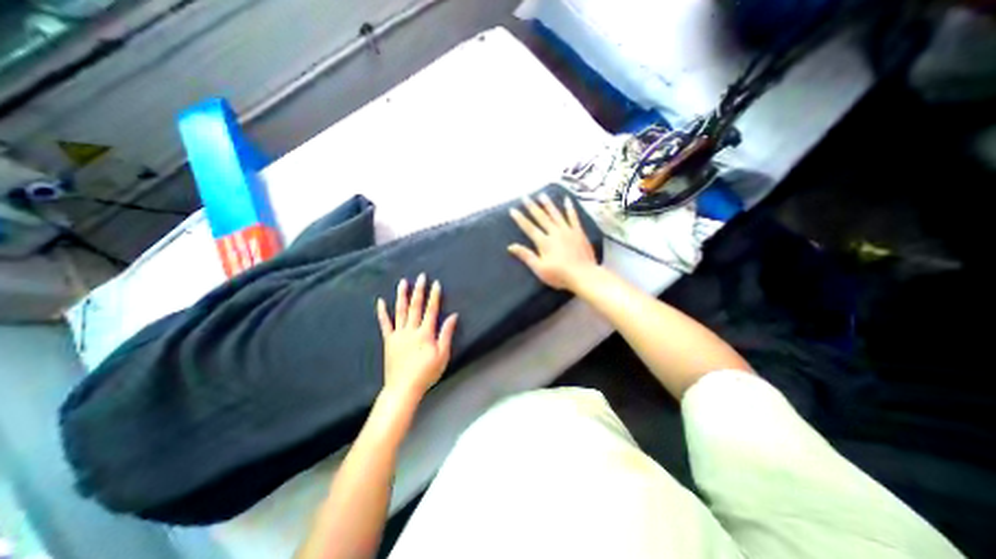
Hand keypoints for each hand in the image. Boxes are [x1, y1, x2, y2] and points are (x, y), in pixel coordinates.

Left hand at [379, 272, 457, 396]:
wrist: (403, 388)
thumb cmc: (426, 373)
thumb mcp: (442, 355)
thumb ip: (446, 334)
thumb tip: (453, 316)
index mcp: (425, 333)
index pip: (431, 310)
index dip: (434, 296)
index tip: (436, 283)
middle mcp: (411, 330)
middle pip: (415, 306)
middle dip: (419, 290)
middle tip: (420, 276)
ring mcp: (398, 334)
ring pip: (400, 311)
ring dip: (402, 295)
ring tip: (403, 282)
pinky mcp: (389, 340)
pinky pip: (385, 324)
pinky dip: (382, 312)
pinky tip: (380, 302)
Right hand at [510, 191, 592, 291]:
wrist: (583, 275)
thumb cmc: (559, 275)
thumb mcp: (539, 268)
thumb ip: (526, 256)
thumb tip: (510, 246)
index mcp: (544, 242)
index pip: (529, 228)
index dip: (520, 219)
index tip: (513, 210)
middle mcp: (554, 232)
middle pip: (541, 217)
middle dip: (532, 207)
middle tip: (525, 197)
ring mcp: (567, 231)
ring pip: (556, 214)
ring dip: (548, 204)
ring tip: (541, 195)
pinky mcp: (578, 232)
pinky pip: (573, 217)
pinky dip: (570, 208)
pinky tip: (567, 200)